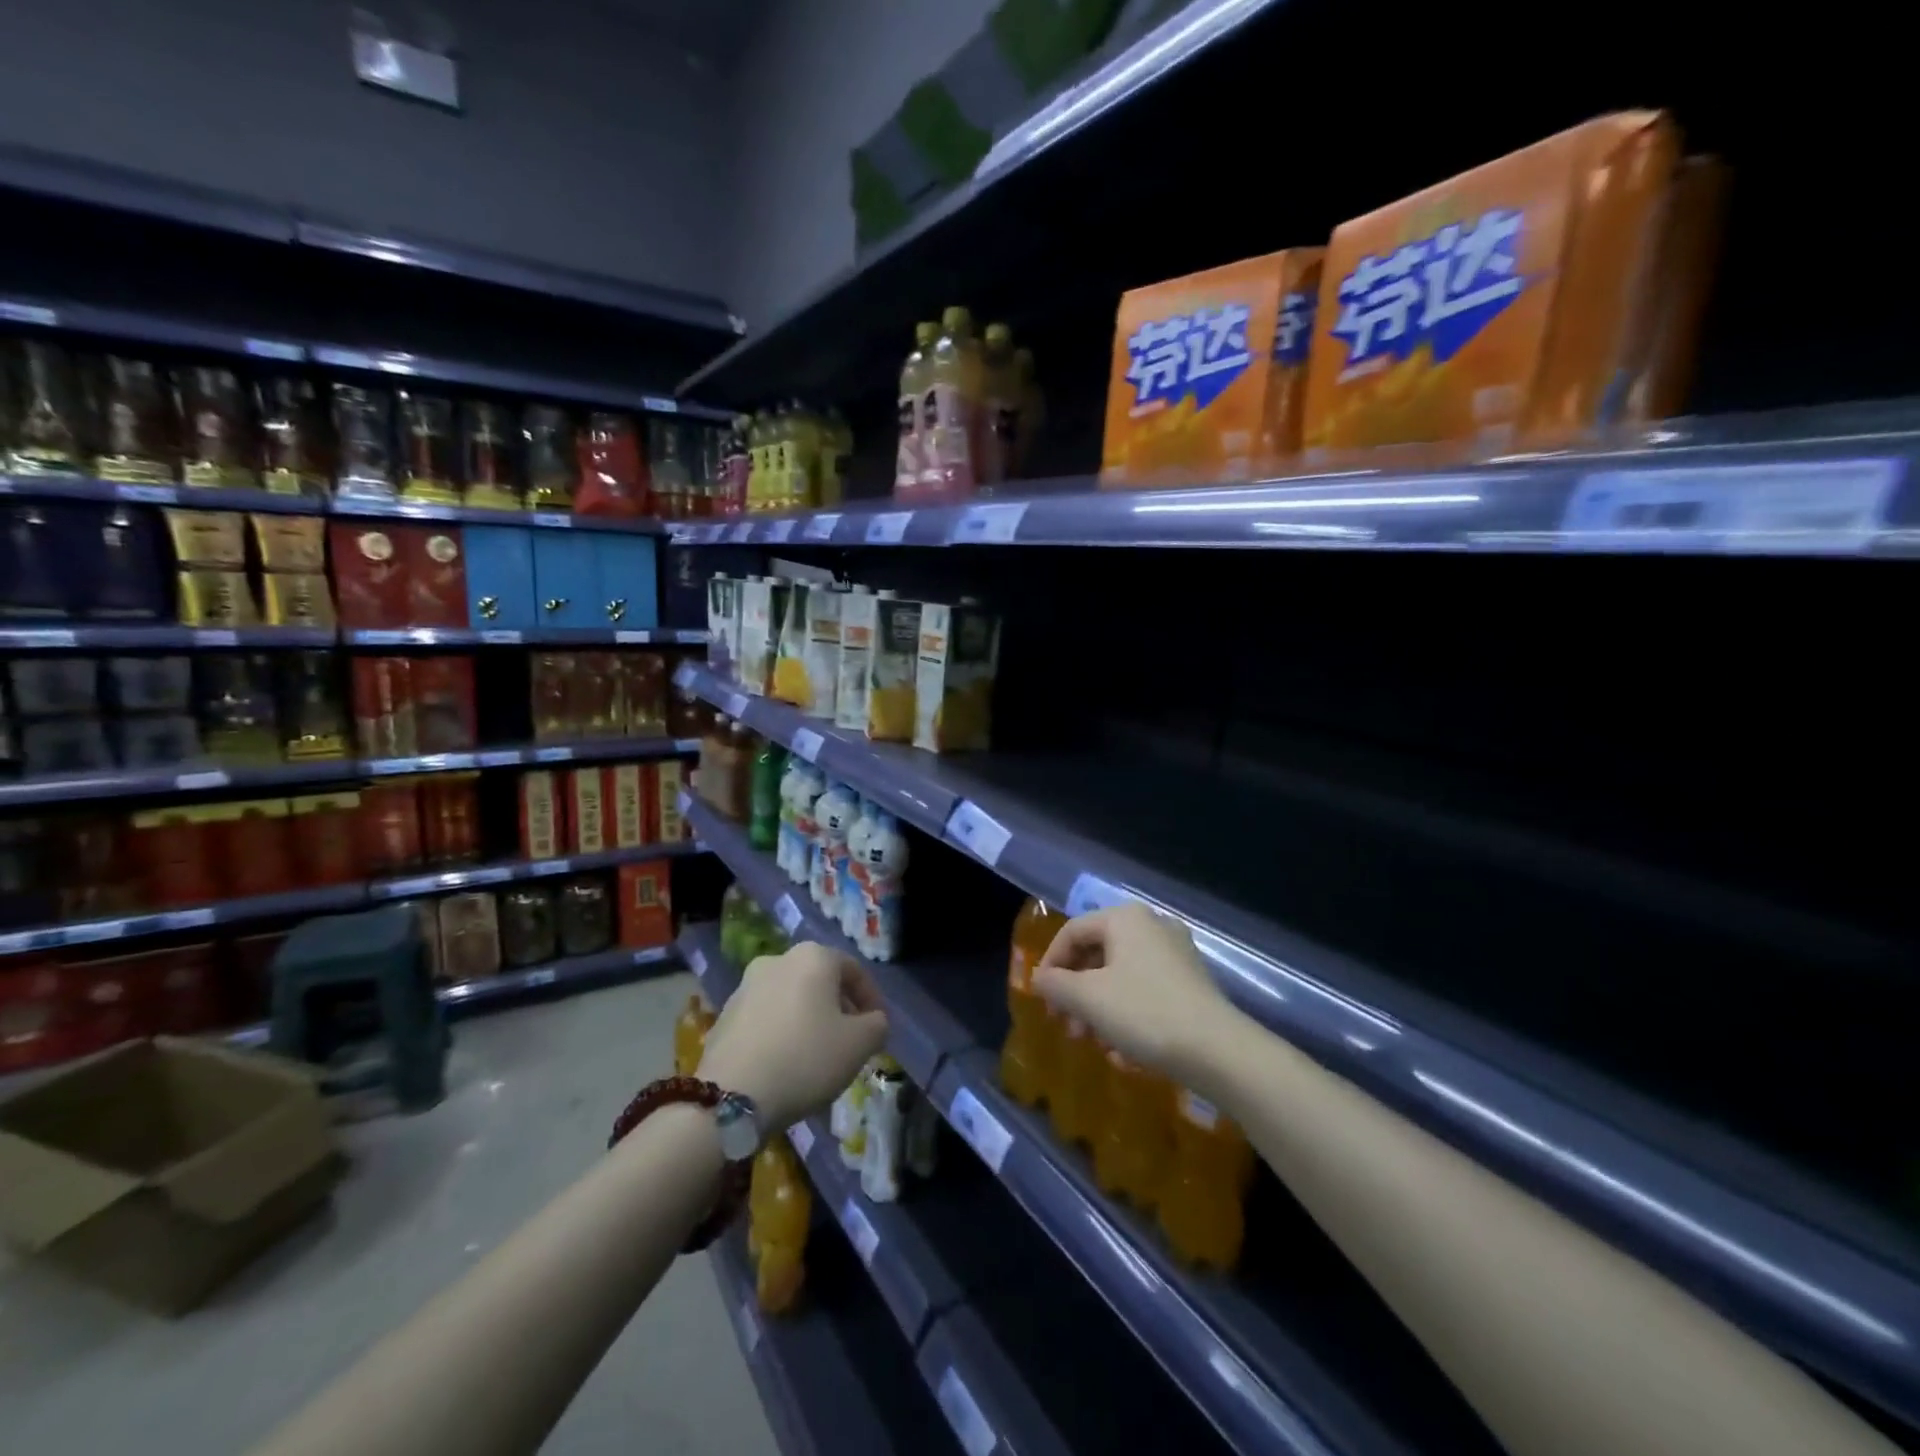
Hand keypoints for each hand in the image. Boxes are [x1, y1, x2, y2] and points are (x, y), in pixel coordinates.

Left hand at [699, 941, 888, 1131]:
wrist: (731, 1097)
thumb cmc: (806, 1059)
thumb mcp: (860, 1045)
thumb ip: (877, 1025)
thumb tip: (872, 1021)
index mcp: (813, 957)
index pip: (854, 970)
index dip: (871, 998)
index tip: (877, 1027)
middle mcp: (778, 960)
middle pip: (820, 981)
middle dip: (838, 1008)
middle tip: (850, 1041)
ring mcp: (746, 986)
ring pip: (791, 998)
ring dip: (808, 1019)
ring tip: (817, 1055)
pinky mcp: (724, 1015)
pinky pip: (766, 1017)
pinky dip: (782, 1032)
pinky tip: (786, 1063)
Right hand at [1035, 903, 1234, 1085]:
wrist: (1219, 1051)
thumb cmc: (1145, 1013)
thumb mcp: (1088, 999)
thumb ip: (1056, 985)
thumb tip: (1040, 979)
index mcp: (1125, 918)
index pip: (1072, 931)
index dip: (1051, 964)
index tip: (1043, 1000)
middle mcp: (1152, 925)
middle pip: (1097, 952)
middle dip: (1076, 991)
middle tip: (1067, 1025)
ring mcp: (1175, 952)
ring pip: (1120, 974)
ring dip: (1099, 1007)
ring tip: (1095, 1042)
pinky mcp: (1191, 981)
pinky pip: (1145, 988)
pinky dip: (1126, 1012)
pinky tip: (1125, 1049)